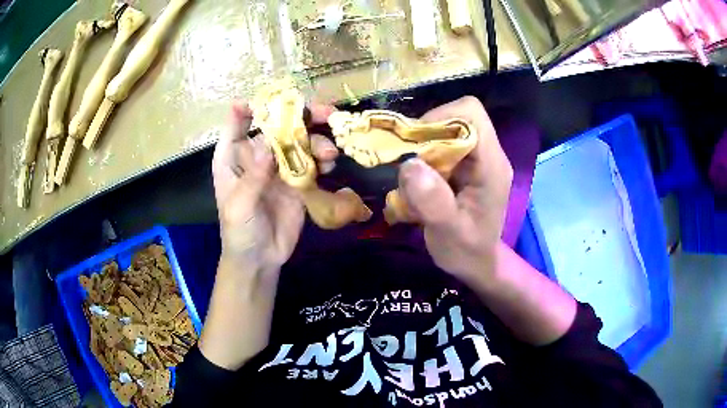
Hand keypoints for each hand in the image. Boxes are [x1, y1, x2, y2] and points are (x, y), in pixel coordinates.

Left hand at [212, 102, 337, 269]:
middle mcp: (257, 156)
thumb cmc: (238, 232)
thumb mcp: (239, 206)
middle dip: (301, 116)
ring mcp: (279, 167)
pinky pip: (312, 163)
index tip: (273, 100)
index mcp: (233, 157)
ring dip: (317, 141)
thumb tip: (268, 145)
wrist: (260, 259)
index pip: (238, 123)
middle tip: (327, 112)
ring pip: (300, 142)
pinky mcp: (298, 182)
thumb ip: (252, 177)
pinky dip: (323, 160)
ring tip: (330, 153)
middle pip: (278, 127)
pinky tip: (331, 165)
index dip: (252, 107)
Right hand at [398, 96, 512, 280]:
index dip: (441, 117)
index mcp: (491, 165)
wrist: (477, 264)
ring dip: (421, 150)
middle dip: (425, 137)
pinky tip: (418, 186)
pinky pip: (439, 147)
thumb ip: (433, 202)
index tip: (416, 144)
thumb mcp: (449, 233)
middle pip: (455, 118)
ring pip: (444, 131)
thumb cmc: (468, 252)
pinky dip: (422, 160)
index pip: (471, 114)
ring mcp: (476, 160)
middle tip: (408, 166)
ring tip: (413, 184)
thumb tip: (410, 164)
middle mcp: (487, 155)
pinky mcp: (464, 166)